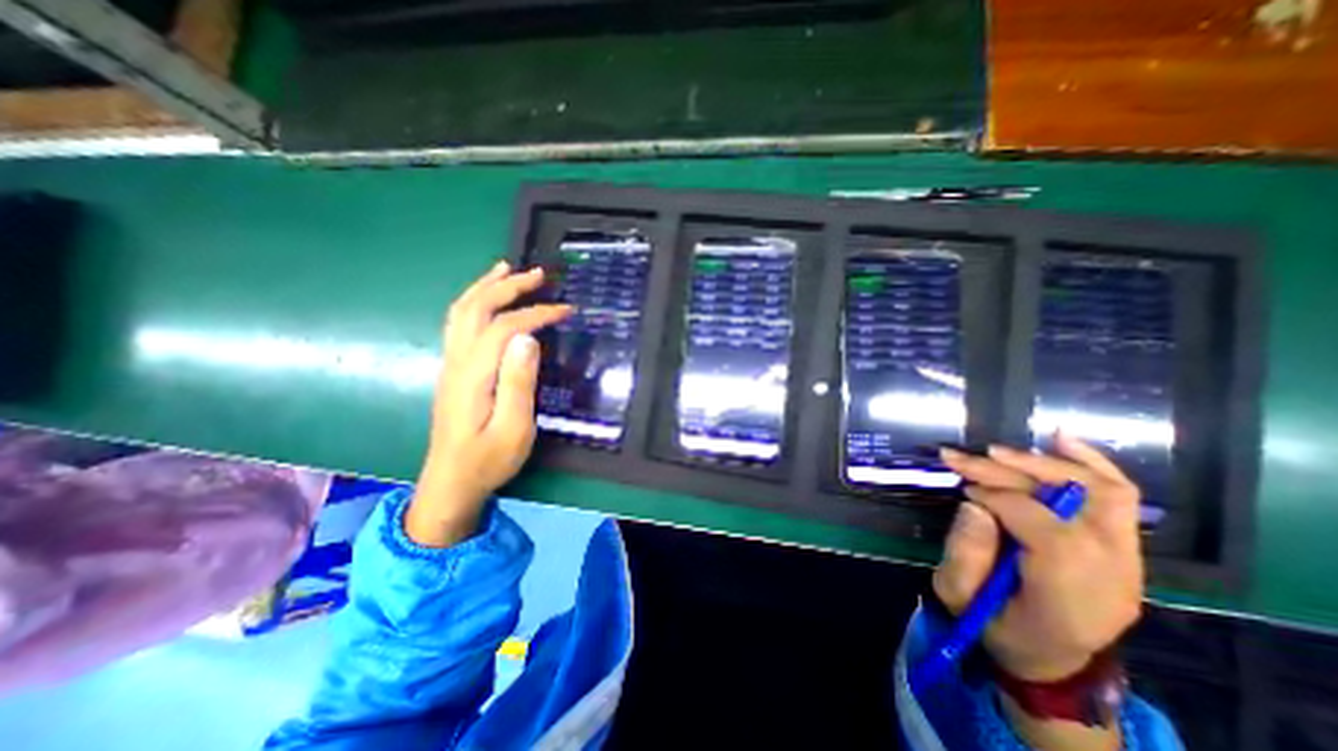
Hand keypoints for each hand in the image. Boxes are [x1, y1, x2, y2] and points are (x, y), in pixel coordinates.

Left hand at [402, 262, 568, 546]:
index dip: (536, 314)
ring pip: (462, 312)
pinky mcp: (454, 371)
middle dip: (508, 286)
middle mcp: (457, 361)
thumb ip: (518, 382)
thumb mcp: (513, 429)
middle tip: (539, 274)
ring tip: (507, 269)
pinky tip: (488, 299)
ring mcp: (451, 364)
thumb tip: (528, 338)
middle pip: (477, 308)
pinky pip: (460, 324)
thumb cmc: (488, 460)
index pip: (505, 328)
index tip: (566, 311)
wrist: (451, 484)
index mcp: (473, 375)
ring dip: (485, 286)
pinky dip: (475, 302)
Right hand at [934, 431, 1144, 681]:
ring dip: (1043, 464)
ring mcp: (1128, 561)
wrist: (1052, 659)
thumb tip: (974, 504)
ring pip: (1101, 492)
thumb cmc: (998, 628)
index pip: (1048, 531)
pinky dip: (1090, 463)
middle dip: (1007, 472)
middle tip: (961, 458)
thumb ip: (964, 552)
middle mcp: (1113, 576)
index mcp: (1070, 598)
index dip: (999, 499)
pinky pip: (1118, 497)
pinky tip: (1060, 440)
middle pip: (1071, 504)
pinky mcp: (1124, 548)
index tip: (963, 489)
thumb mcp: (960, 598)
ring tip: (995, 451)